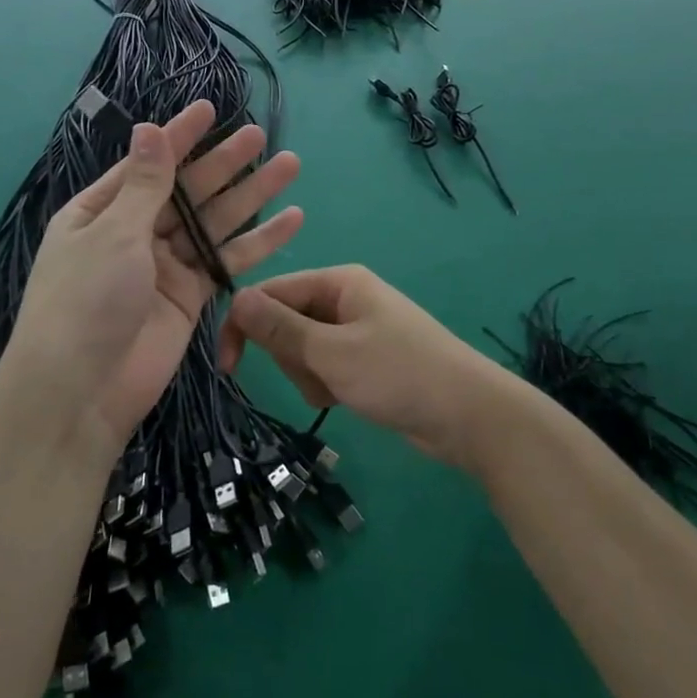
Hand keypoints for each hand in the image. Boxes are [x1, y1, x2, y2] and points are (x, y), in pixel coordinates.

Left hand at [6, 101, 301, 454]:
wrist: (81, 392)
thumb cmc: (86, 300)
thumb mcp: (114, 233)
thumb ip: (145, 184)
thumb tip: (149, 129)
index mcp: (101, 210)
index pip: (149, 163)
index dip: (180, 136)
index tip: (210, 108)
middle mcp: (134, 232)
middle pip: (188, 190)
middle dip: (224, 163)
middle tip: (260, 136)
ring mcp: (165, 265)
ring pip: (215, 223)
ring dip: (251, 197)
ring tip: (289, 166)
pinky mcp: (190, 296)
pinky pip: (227, 262)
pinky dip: (258, 244)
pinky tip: (290, 220)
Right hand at [217, 265, 512, 471]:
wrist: (468, 416)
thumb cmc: (398, 374)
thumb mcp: (332, 352)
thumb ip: (281, 327)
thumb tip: (235, 298)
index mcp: (338, 282)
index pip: (272, 292)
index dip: (245, 325)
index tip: (228, 367)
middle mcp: (345, 297)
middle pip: (286, 321)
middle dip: (291, 356)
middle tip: (318, 378)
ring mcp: (356, 328)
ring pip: (303, 348)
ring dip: (309, 375)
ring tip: (338, 392)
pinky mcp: (364, 358)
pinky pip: (324, 365)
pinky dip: (326, 385)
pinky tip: (347, 400)